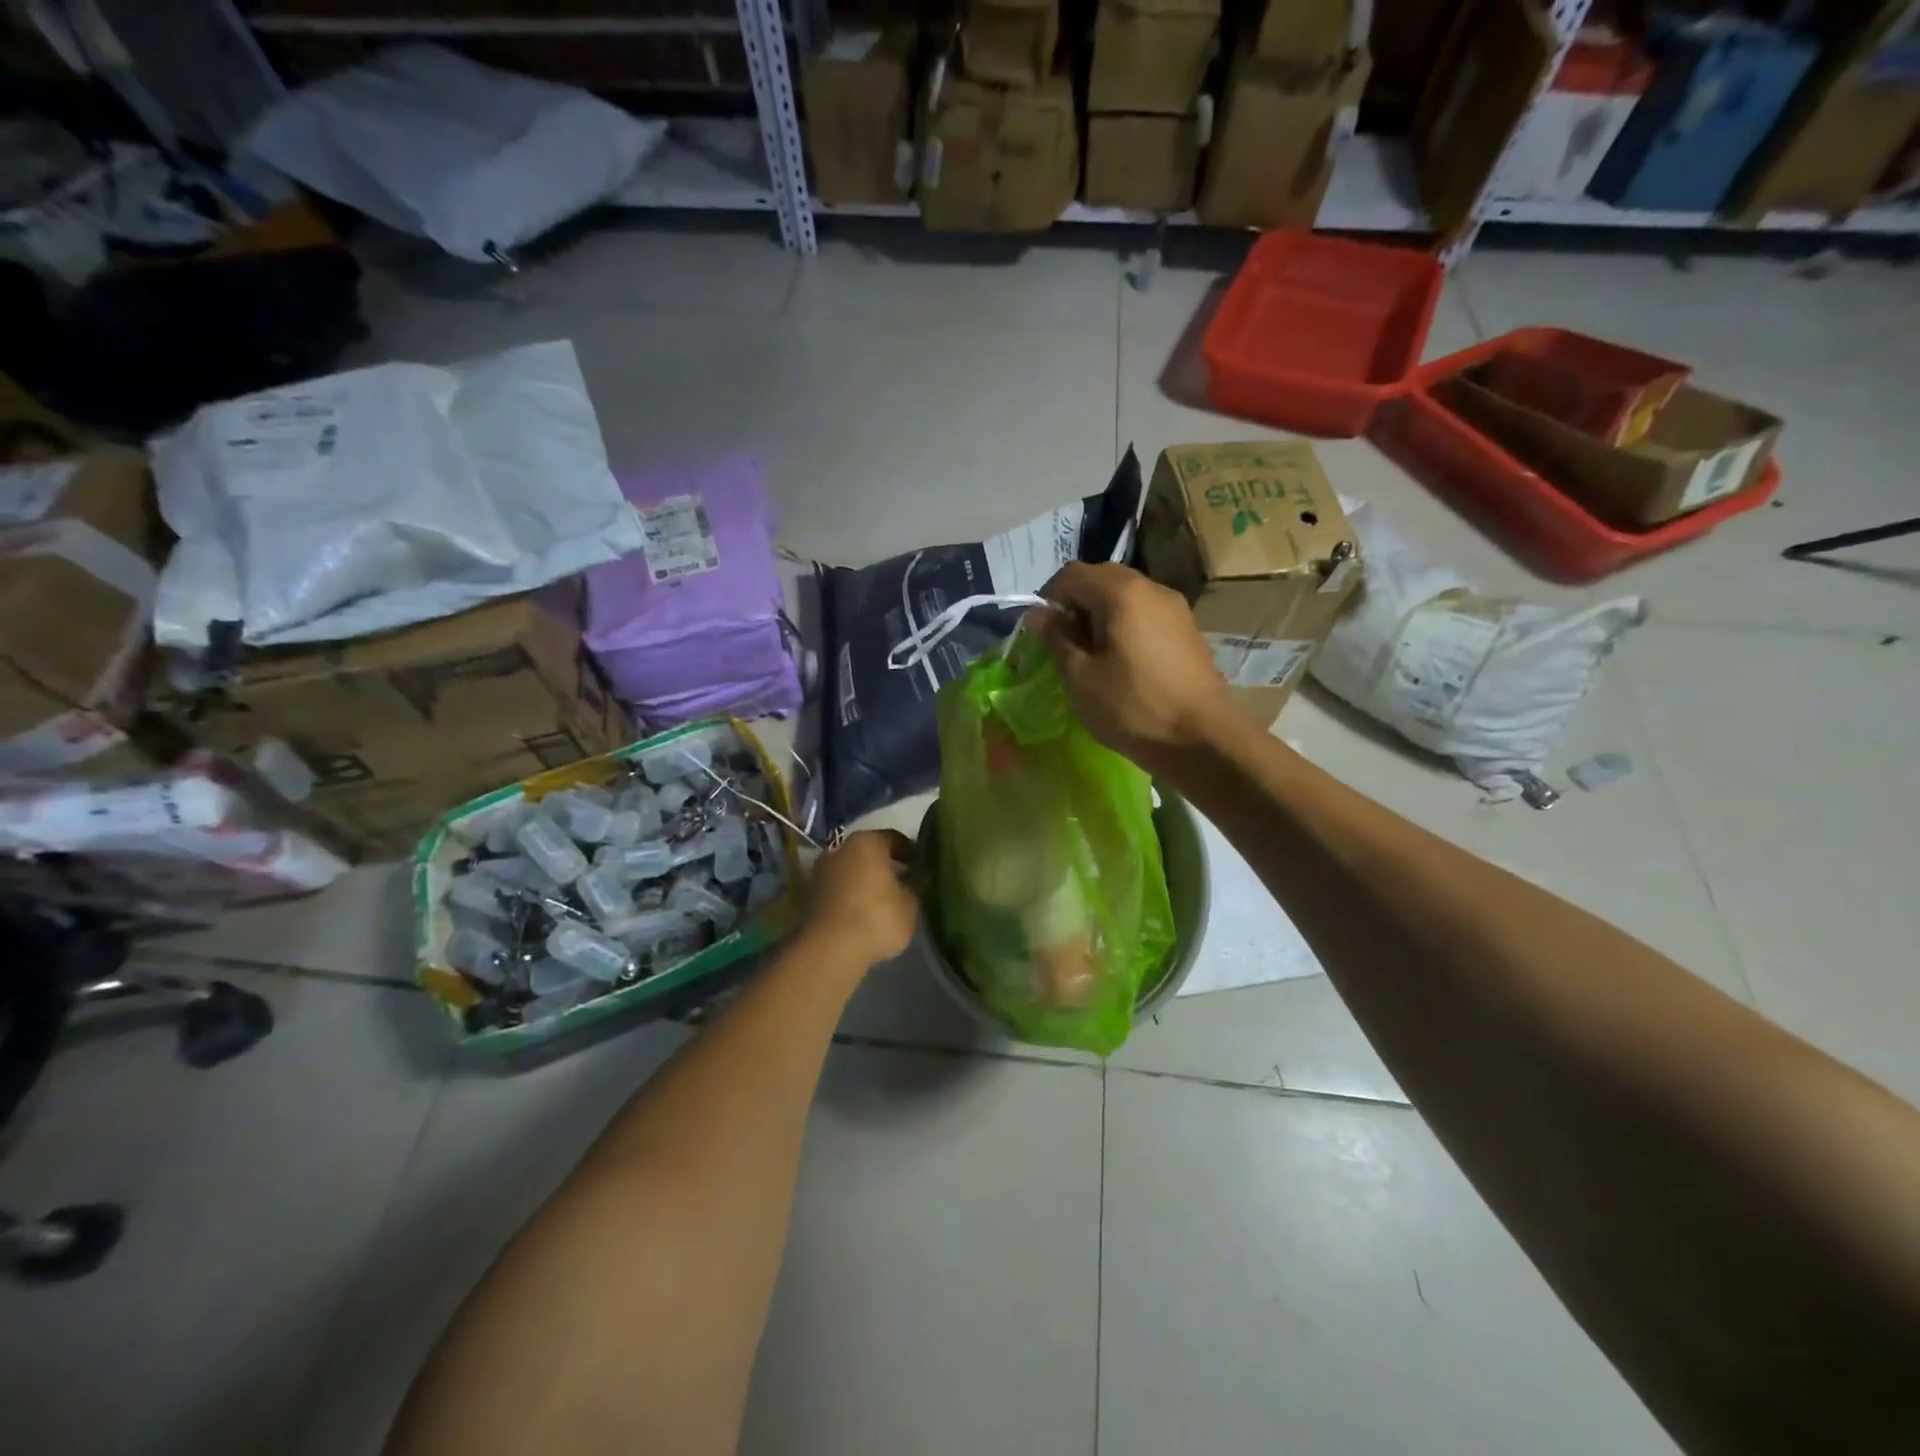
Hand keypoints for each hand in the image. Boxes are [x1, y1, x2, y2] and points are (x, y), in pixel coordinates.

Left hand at [803, 829, 918, 967]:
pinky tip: (862, 915)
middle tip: (901, 882)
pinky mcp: (808, 897)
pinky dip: (850, 898)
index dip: (909, 852)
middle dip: (883, 866)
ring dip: (864, 882)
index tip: (920, 865)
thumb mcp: (910, 905)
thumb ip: (914, 888)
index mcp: (867, 842)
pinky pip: (838, 890)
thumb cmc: (877, 917)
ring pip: (850, 871)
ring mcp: (820, 872)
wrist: (828, 950)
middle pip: (868, 853)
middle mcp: (840, 849)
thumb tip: (913, 881)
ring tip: (881, 902)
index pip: (894, 838)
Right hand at [1026, 561, 1232, 775]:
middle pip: (1102, 578)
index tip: (1042, 633)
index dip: (1049, 598)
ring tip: (1094, 656)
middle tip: (1066, 644)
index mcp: (1121, 592)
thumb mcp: (1079, 677)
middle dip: (1077, 604)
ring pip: (1126, 596)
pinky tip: (1124, 663)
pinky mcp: (1188, 630)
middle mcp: (1151, 588)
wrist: (1202, 739)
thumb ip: (1056, 638)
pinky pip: (1147, 614)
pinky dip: (1126, 626)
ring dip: (1102, 615)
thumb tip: (1039, 614)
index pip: (1072, 574)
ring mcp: (1176, 608)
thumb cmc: (1131, 707)